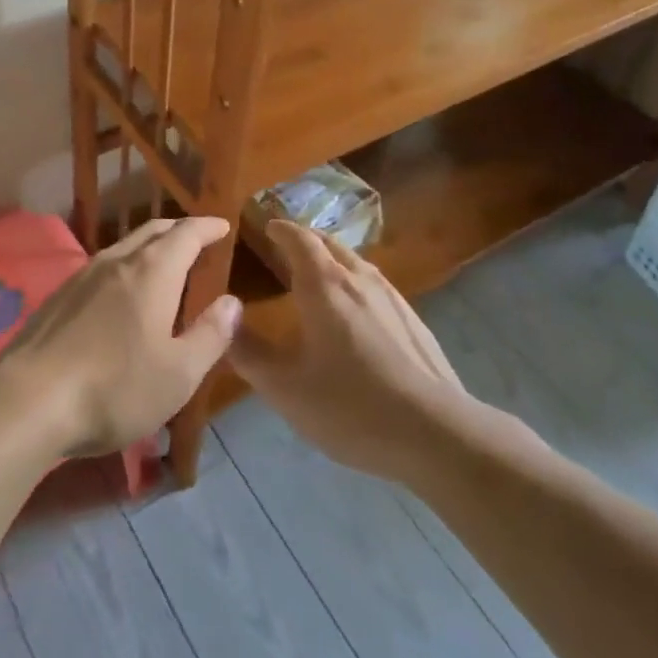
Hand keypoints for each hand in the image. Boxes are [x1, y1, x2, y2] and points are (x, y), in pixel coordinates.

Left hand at [0, 217, 241, 457]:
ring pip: (124, 247)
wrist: (27, 401)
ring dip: (148, 247)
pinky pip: (101, 267)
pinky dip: (124, 266)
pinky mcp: (58, 297)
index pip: (186, 234)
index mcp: (153, 272)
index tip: (222, 225)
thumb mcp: (179, 374)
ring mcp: (82, 276)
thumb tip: (232, 302)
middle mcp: (117, 261)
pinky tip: (119, 293)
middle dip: (178, 230)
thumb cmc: (115, 388)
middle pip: (152, 231)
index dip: (207, 227)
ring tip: (161, 263)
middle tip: (196, 238)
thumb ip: (210, 335)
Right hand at [230, 221, 468, 481]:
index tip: (267, 226)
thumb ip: (249, 352)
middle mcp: (359, 279)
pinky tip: (357, 312)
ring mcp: (392, 298)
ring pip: (356, 263)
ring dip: (333, 259)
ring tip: (319, 274)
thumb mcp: (284, 387)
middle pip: (330, 244)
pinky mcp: (413, 321)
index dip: (281, 229)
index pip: (299, 239)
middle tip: (287, 247)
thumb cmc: (349, 405)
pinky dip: (356, 282)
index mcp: (324, 285)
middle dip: (306, 239)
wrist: (434, 432)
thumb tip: (223, 319)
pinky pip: (376, 286)